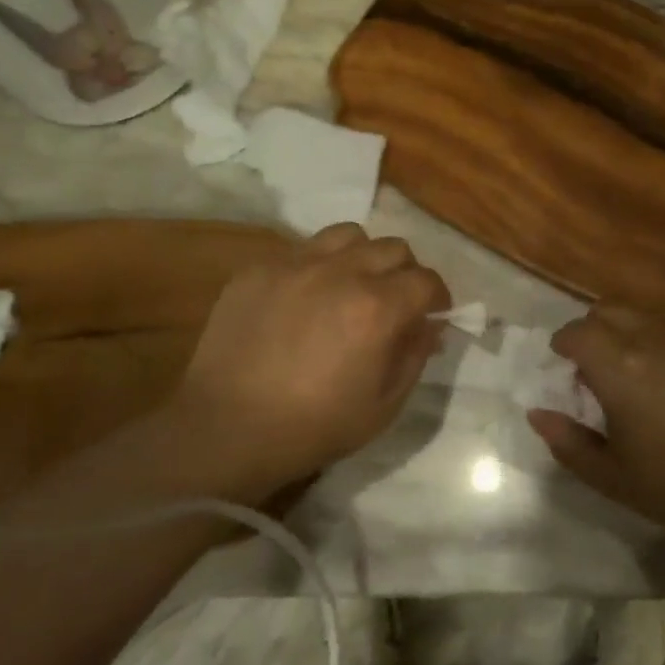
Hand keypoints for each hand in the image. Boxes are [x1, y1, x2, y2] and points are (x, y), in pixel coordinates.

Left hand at [173, 223, 449, 499]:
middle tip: (394, 301)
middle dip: (405, 272)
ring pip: (348, 235)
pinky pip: (301, 249)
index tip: (433, 314)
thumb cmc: (314, 427)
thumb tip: (430, 325)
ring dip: (362, 256)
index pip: (426, 280)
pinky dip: (317, 266)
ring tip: (351, 285)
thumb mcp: (384, 406)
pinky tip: (304, 298)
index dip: (438, 297)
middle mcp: (341, 272)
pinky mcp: (259, 268)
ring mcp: (296, 264)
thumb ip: (415, 356)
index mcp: (378, 307)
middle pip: (393, 248)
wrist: (226, 430)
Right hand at [528, 307, 664, 547]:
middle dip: (594, 330)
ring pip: (647, 317)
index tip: (566, 366)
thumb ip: (568, 442)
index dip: (564, 344)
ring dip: (631, 335)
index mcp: (621, 366)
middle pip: (609, 309)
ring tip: (642, 377)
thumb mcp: (613, 477)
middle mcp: (654, 337)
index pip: (577, 331)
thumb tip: (537, 414)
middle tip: (598, 369)